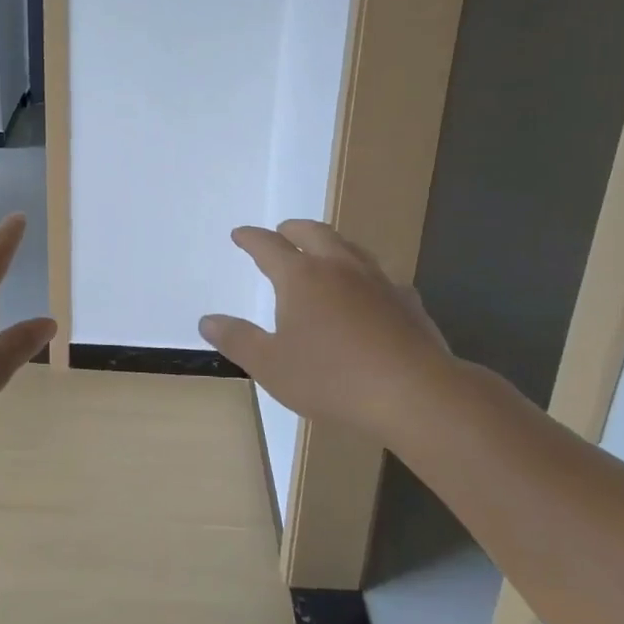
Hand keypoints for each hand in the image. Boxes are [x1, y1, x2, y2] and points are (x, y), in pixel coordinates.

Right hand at [198, 219, 457, 436]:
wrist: (415, 394)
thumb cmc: (332, 378)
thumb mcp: (270, 365)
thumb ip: (237, 339)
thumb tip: (207, 320)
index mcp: (301, 277)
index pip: (269, 246)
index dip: (251, 238)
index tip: (240, 234)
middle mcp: (339, 268)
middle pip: (313, 233)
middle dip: (293, 230)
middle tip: (282, 233)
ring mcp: (378, 281)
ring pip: (350, 248)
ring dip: (330, 244)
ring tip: (323, 253)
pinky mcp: (408, 302)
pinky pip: (381, 276)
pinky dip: (365, 275)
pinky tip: (369, 292)